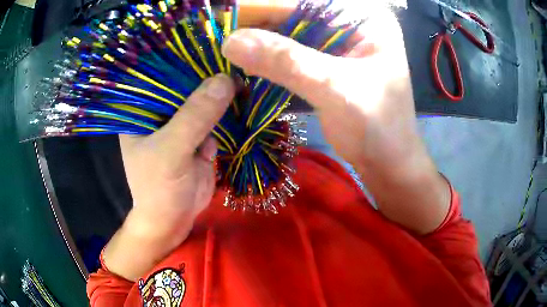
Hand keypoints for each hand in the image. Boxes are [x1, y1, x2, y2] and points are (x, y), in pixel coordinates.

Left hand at [103, 75, 235, 280]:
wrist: (174, 221)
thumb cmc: (159, 189)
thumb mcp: (171, 152)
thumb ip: (195, 117)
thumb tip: (226, 80)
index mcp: (141, 111)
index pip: (160, 75)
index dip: (183, 58)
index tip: (211, 42)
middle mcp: (159, 112)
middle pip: (185, 85)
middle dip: (209, 73)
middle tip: (236, 55)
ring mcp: (181, 124)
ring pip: (203, 99)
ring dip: (223, 91)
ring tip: (245, 71)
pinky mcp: (198, 136)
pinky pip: (215, 116)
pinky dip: (229, 110)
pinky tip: (245, 96)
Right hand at [222, 5, 450, 233]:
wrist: (389, 163)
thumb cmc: (378, 128)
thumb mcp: (335, 90)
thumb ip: (286, 61)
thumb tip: (230, 41)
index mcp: (365, 19)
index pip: (304, 4)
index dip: (260, 8)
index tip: (223, 13)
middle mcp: (351, 24)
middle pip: (294, 16)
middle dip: (256, 26)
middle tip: (217, 33)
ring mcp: (340, 43)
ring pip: (290, 35)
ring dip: (259, 43)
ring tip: (224, 48)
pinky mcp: (329, 63)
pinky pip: (292, 54)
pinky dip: (269, 60)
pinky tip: (245, 63)